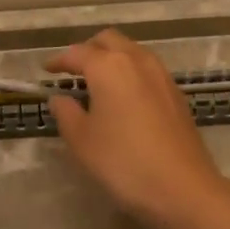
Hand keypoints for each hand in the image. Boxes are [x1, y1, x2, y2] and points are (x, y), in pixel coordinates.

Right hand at [46, 30, 227, 228]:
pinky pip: (147, 70)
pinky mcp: (177, 94)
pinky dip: (130, 73)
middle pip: (109, 41)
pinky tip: (124, 98)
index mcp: (109, 66)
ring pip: (132, 52)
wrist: (182, 188)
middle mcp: (137, 60)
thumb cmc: (123, 162)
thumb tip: (59, 98)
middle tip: (72, 71)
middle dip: (88, 50)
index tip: (46, 70)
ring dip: (112, 59)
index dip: (59, 61)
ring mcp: (162, 76)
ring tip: (97, 83)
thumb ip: (66, 113)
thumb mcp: (82, 141)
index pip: (77, 53)